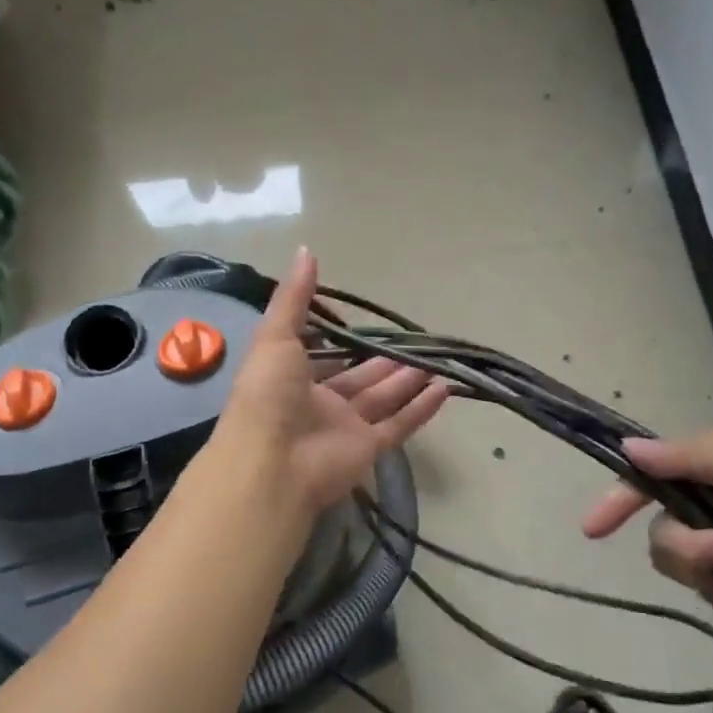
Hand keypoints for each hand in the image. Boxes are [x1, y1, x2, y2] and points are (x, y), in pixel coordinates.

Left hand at [213, 247, 448, 515]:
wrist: (270, 462)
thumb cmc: (268, 395)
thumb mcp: (275, 337)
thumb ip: (294, 298)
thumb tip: (306, 250)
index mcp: (294, 378)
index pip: (326, 358)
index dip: (347, 343)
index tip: (371, 326)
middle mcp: (321, 404)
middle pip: (361, 380)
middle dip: (387, 363)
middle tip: (416, 343)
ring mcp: (346, 429)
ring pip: (384, 401)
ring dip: (408, 382)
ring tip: (435, 361)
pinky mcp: (368, 449)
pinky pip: (399, 426)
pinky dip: (421, 410)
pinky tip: (444, 389)